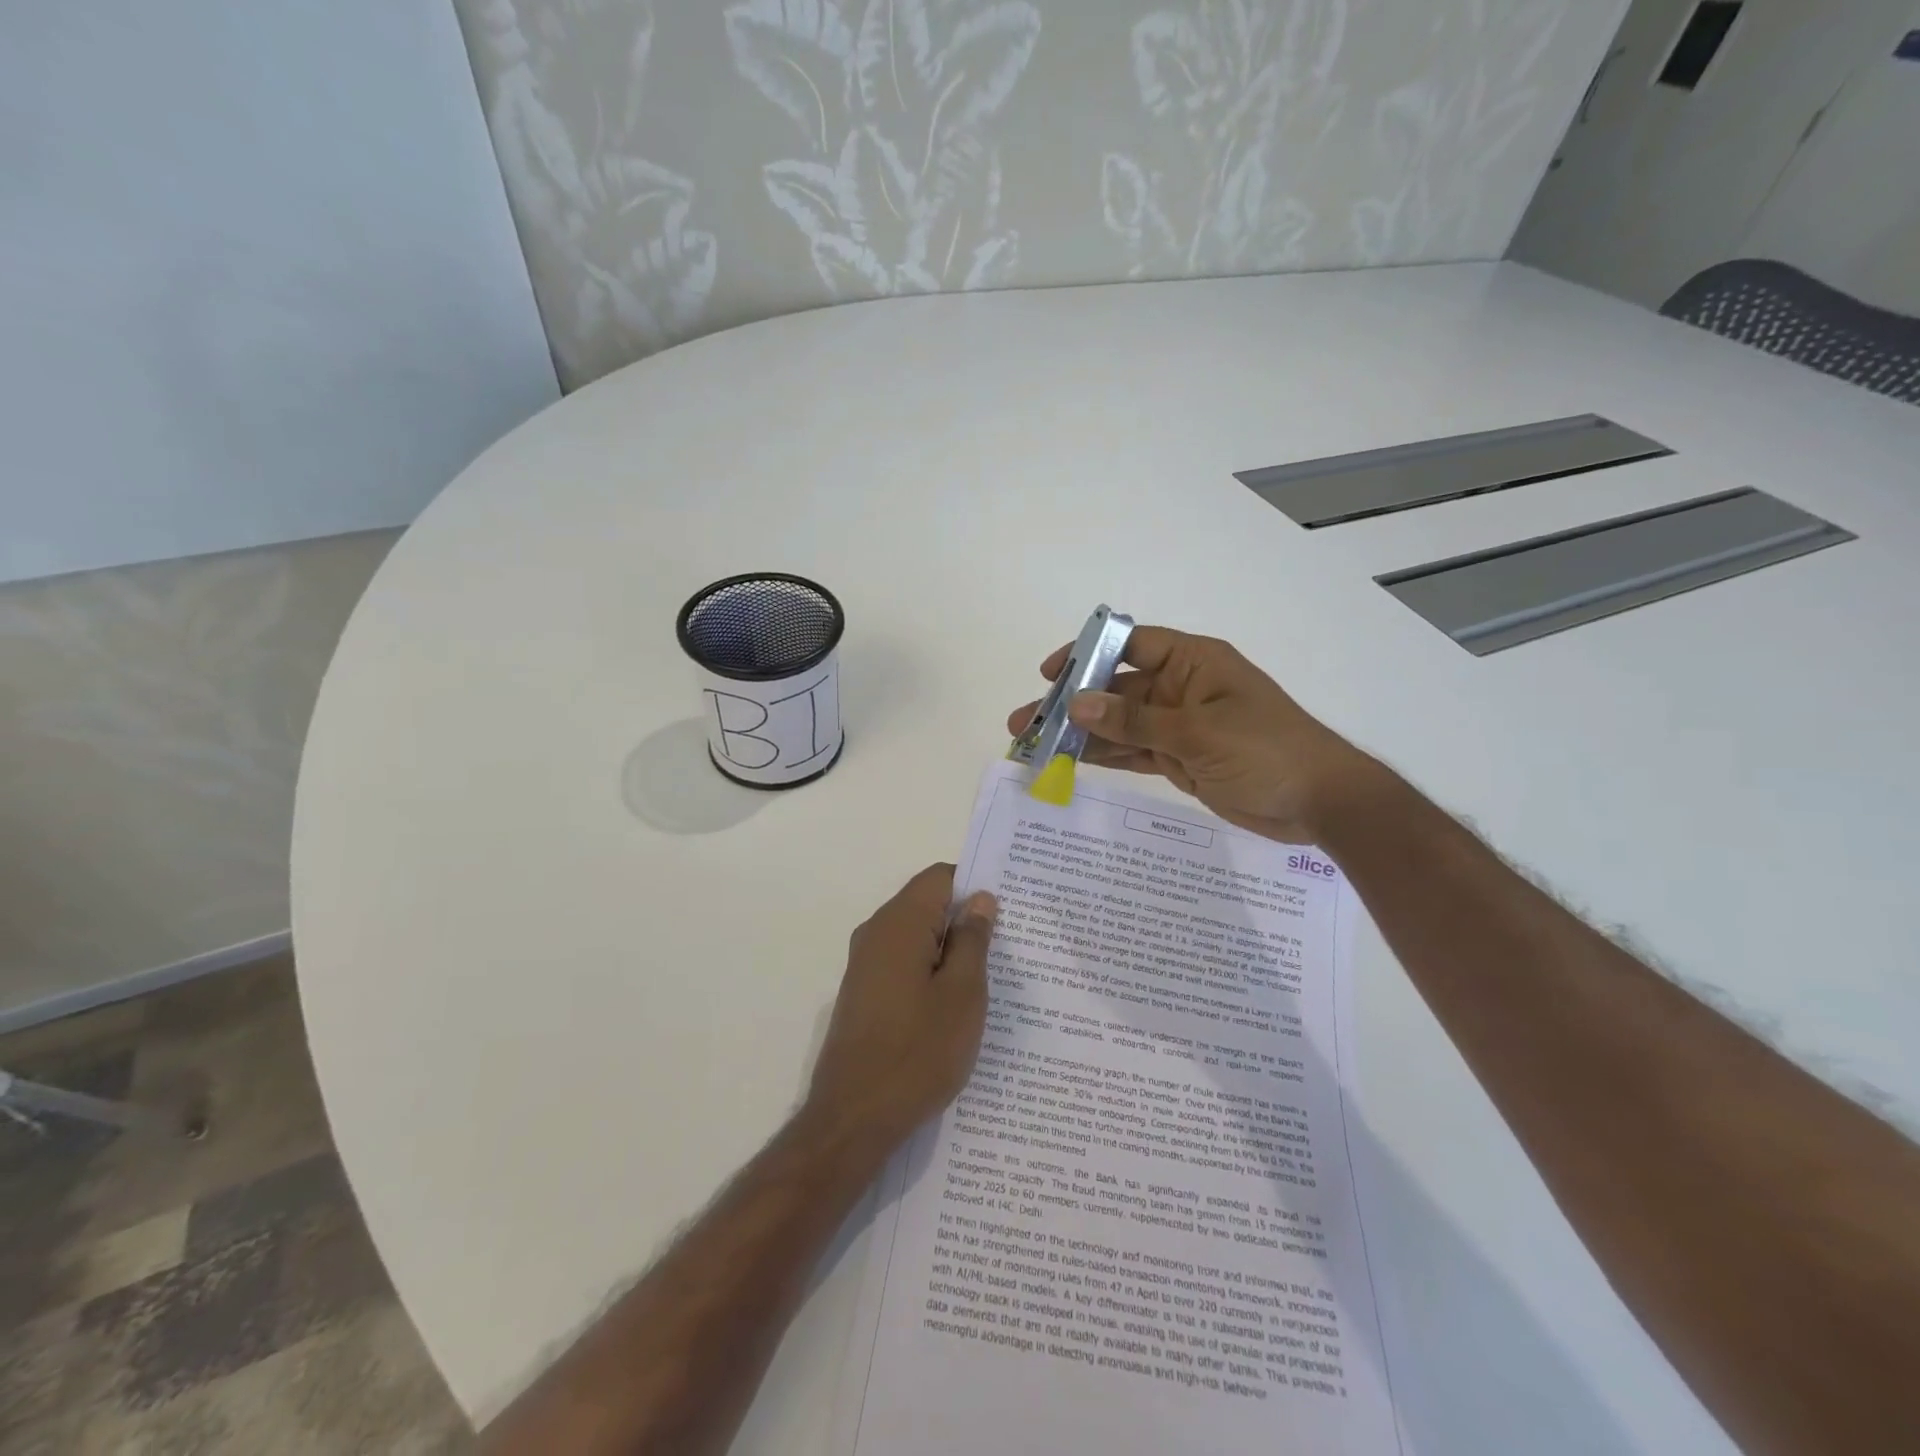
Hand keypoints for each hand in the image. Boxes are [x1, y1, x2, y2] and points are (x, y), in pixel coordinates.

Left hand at [806, 865, 996, 1155]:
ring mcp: (865, 965)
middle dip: (966, 919)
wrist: (853, 1119)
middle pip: (927, 905)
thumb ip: (972, 940)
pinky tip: (956, 1005)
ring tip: (991, 978)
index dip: (975, 885)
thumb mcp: (962, 994)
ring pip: (917, 937)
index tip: (1009, 908)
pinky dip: (931, 972)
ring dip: (950, 950)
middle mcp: (876, 933)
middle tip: (1009, 945)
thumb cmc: (917, 1052)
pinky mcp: (863, 994)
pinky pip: (904, 964)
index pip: (940, 877)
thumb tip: (979, 899)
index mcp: (899, 923)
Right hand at [1006, 626, 1380, 843]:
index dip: (1088, 654)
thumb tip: (1078, 703)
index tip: (1050, 674)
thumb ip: (1135, 720)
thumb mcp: (1198, 731)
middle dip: (1073, 703)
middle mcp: (1181, 688)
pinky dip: (1105, 755)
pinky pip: (1134, 751)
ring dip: (1082, 733)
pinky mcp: (1180, 758)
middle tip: (1026, 721)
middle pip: (1117, 687)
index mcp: (1193, 662)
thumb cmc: (1266, 750)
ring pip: (1120, 723)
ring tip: (1035, 746)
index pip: (1130, 645)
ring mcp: (1180, 725)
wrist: (1320, 802)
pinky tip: (1070, 761)